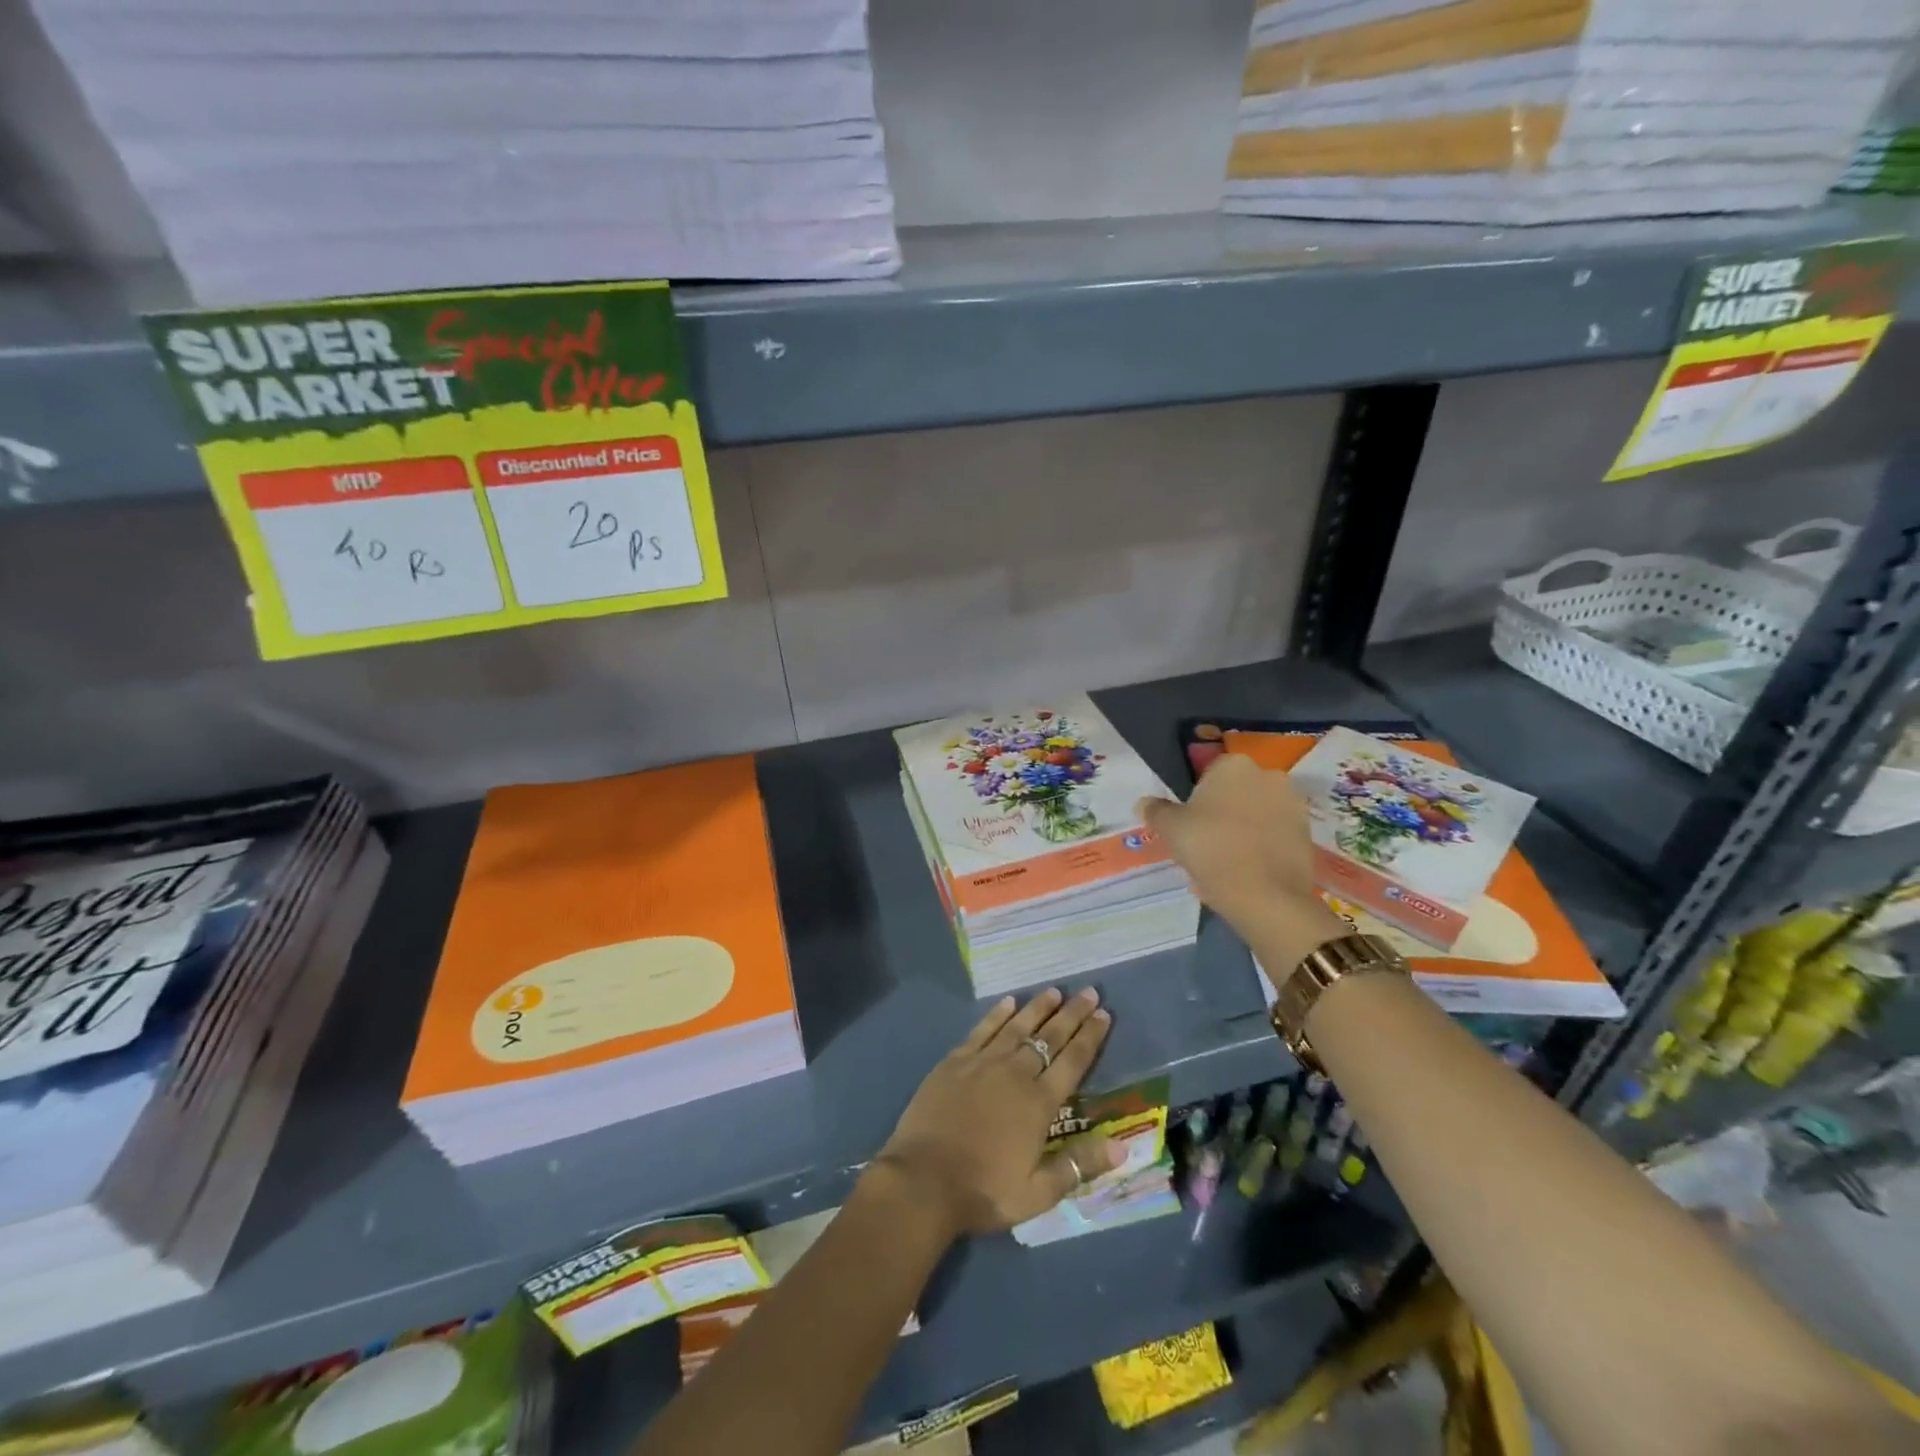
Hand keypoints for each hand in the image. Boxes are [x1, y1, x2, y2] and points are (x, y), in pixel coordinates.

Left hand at [875, 988, 1120, 1237]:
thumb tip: (1123, 1148)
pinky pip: (983, 1030)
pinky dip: (998, 1014)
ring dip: (1038, 1007)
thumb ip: (1079, 1165)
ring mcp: (983, 1062)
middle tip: (1089, 992)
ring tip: (1054, 991)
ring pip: (1017, 1026)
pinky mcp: (955, 1060)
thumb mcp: (1038, 1193)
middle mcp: (1015, 1073)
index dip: (1090, 1037)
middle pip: (1049, 1036)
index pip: (1073, 1062)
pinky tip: (1009, 1001)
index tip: (1104, 1014)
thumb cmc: (984, 1191)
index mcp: (1039, 1103)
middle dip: (1072, 1013)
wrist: (924, 1180)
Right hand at [1137, 754, 1348, 967]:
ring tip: (1230, 859)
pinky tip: (1250, 869)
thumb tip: (1144, 803)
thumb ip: (1156, 811)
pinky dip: (1264, 845)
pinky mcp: (1308, 832)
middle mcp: (1268, 774)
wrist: (1266, 896)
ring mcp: (1293, 803)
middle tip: (1207, 842)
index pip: (1208, 773)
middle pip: (1237, 790)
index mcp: (1233, 765)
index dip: (1197, 799)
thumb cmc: (1211, 850)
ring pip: (1259, 811)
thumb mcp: (1171, 829)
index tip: (1190, 825)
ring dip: (1246, 827)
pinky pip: (1277, 833)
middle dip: (1224, 810)